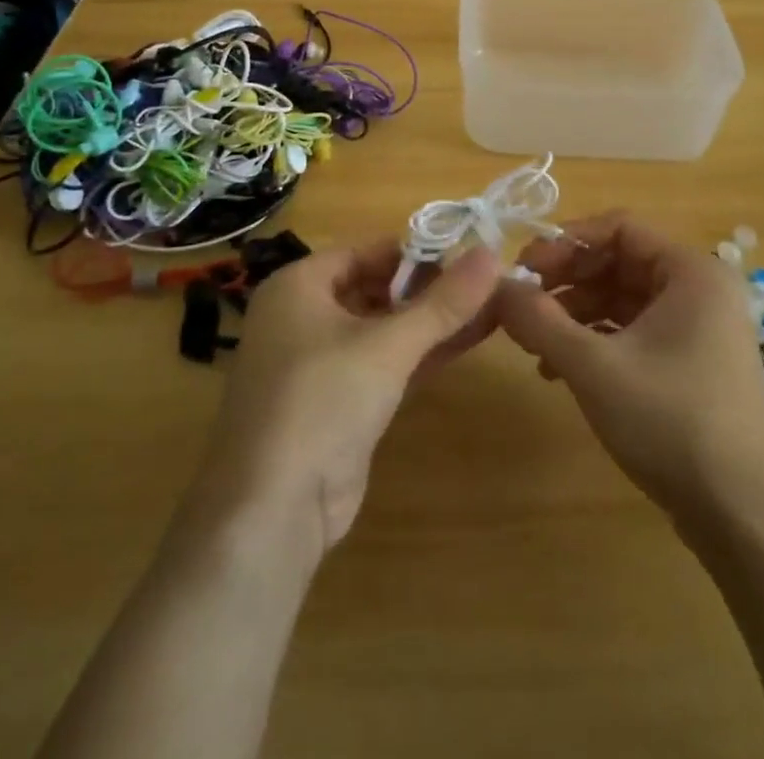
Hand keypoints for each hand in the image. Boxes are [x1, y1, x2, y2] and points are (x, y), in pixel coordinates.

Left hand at [189, 242, 502, 555]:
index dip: (415, 251)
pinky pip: (380, 363)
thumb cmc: (322, 402)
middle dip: (429, 288)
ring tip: (489, 309)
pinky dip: (417, 354)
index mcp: (298, 285)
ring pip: (381, 328)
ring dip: (430, 322)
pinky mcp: (333, 403)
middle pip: (374, 287)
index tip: (467, 254)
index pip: (365, 251)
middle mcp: (301, 316)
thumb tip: (493, 253)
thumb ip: (443, 302)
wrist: (271, 512)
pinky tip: (464, 344)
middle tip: (485, 285)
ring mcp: (315, 363)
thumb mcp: (388, 346)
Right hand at [497, 213, 763, 529]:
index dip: (566, 241)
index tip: (524, 266)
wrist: (744, 519)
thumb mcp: (593, 366)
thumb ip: (538, 320)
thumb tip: (495, 287)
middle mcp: (700, 289)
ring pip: (623, 299)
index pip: (619, 227)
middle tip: (522, 303)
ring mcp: (700, 328)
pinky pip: (635, 331)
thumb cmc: (671, 423)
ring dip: (575, 314)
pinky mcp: (693, 363)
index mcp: (691, 271)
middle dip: (567, 280)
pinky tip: (559, 370)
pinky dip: (596, 341)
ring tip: (534, 343)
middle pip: (619, 262)